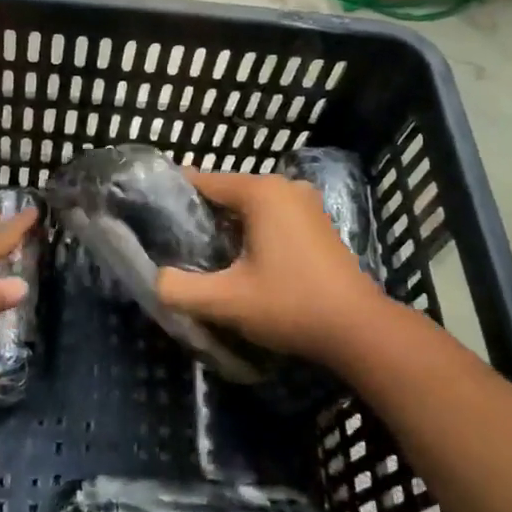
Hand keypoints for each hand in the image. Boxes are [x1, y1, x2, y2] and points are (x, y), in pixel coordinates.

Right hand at [156, 168, 383, 366]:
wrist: (359, 329)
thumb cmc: (290, 305)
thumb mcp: (226, 301)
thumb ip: (180, 289)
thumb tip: (155, 280)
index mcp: (261, 192)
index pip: (203, 181)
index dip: (175, 197)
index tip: (152, 216)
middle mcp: (284, 187)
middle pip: (228, 193)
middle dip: (202, 215)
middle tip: (177, 245)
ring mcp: (306, 203)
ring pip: (251, 206)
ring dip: (229, 226)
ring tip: (206, 256)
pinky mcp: (319, 223)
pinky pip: (273, 217)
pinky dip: (255, 232)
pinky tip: (245, 262)